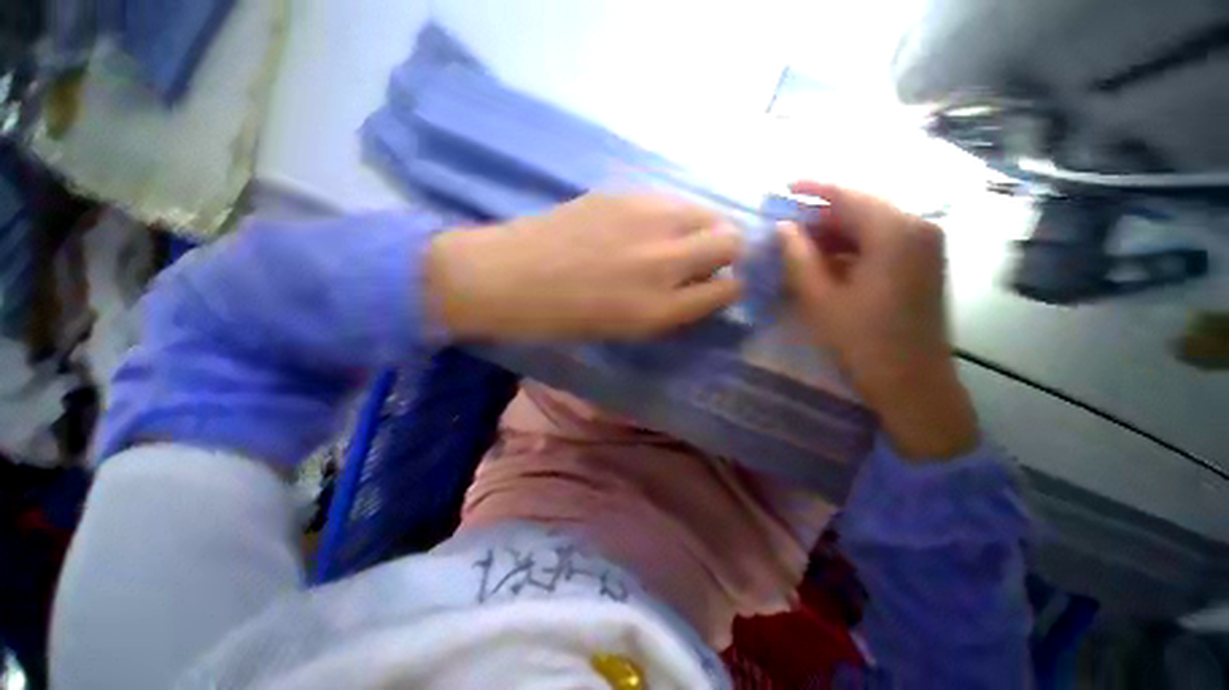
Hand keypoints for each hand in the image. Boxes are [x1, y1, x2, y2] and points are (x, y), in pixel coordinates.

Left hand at [426, 193, 742, 339]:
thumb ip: (673, 308)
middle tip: (704, 260)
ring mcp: (646, 220)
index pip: (728, 289)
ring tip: (679, 240)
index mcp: (660, 307)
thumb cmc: (566, 317)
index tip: (720, 286)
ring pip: (706, 212)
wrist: (511, 276)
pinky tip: (650, 226)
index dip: (730, 287)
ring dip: (704, 228)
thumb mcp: (627, 328)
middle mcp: (664, 261)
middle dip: (728, 252)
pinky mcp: (625, 193)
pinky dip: (675, 214)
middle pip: (730, 240)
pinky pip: (672, 200)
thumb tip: (703, 285)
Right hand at [780, 181, 976, 459]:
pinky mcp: (921, 263)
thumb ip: (798, 258)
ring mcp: (924, 245)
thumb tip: (782, 228)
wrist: (913, 384)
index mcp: (895, 233)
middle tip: (783, 224)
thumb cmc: (863, 343)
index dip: (812, 188)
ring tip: (797, 244)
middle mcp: (917, 228)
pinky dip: (850, 246)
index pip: (848, 196)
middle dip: (820, 214)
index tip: (783, 186)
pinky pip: (879, 242)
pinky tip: (824, 259)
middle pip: (861, 208)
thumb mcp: (820, 299)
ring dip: (832, 232)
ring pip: (869, 225)